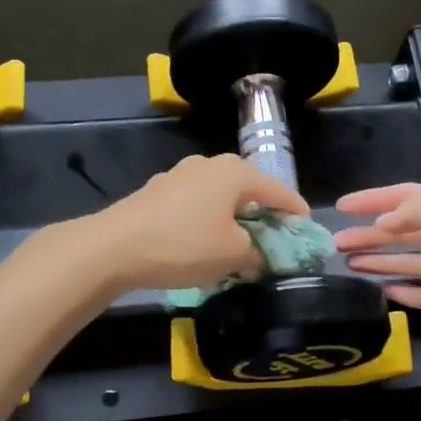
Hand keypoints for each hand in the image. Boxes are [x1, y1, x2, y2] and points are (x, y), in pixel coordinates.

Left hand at [91, 154, 308, 292]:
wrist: (114, 247)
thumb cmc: (185, 245)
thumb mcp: (233, 255)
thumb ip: (258, 253)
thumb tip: (262, 256)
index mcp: (236, 172)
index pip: (280, 191)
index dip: (296, 215)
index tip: (306, 235)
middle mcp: (210, 164)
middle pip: (249, 191)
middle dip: (263, 217)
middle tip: (273, 243)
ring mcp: (180, 175)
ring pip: (220, 198)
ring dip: (233, 220)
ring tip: (238, 247)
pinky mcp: (157, 192)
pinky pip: (195, 206)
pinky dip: (207, 223)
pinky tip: (203, 245)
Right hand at [333, 184, 420, 358]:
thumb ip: (408, 210)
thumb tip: (383, 224)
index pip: (404, 197)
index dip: (371, 199)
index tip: (340, 207)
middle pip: (402, 231)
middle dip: (369, 235)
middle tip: (336, 243)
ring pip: (408, 261)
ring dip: (379, 260)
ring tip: (348, 263)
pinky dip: (402, 290)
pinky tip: (381, 290)